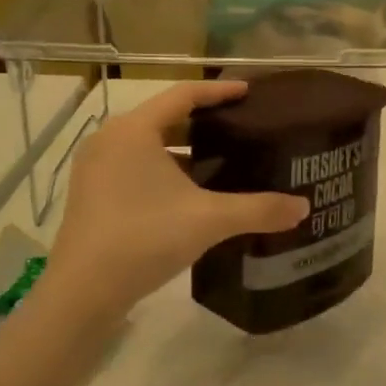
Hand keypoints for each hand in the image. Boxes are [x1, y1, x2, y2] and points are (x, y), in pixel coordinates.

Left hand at [33, 81, 307, 326]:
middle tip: (240, 127)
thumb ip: (258, 209)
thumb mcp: (208, 220)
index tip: (248, 91)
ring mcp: (96, 168)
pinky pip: (135, 166)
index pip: (183, 95)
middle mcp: (110, 139)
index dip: (218, 92)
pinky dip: (164, 170)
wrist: (82, 294)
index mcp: (134, 130)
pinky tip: (190, 193)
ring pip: (149, 145)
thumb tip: (303, 208)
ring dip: (183, 150)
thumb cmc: (144, 239)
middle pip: (165, 117)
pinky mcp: (91, 194)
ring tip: (222, 161)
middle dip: (203, 122)